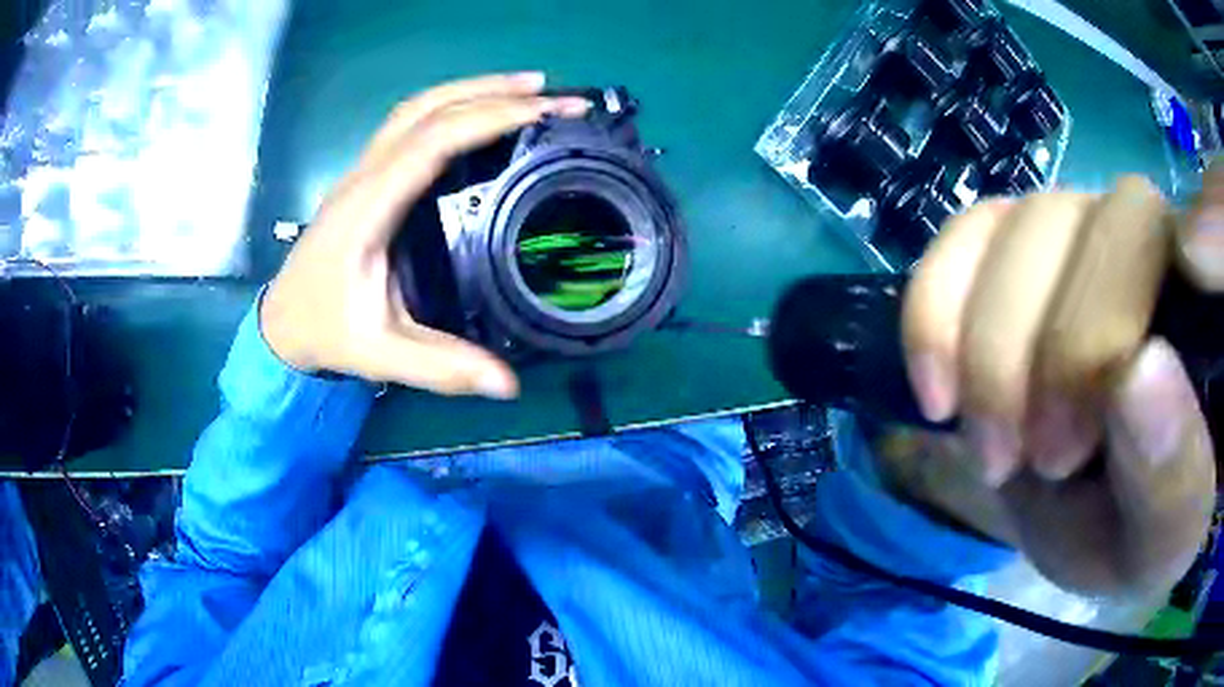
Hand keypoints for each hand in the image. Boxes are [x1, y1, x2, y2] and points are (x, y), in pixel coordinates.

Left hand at [260, 73, 589, 397]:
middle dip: (493, 91)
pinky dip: (453, 106)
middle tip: (553, 92)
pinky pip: (411, 124)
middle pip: (428, 107)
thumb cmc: (326, 331)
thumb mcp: (380, 355)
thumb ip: (440, 367)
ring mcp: (364, 171)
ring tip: (528, 89)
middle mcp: (365, 176)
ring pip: (418, 107)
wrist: (282, 322)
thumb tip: (508, 384)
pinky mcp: (369, 178)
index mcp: (369, 208)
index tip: (544, 111)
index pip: (432, 140)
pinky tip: (482, 113)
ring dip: (473, 89)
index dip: (489, 117)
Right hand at [894, 174, 1218, 595]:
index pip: (1191, 225)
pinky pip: (964, 235)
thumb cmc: (1137, 532)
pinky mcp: (1016, 244)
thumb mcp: (1159, 542)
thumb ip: (1170, 476)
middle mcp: (1153, 240)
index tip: (1105, 405)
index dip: (1144, 297)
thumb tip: (1140, 371)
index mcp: (1206, 311)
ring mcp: (1081, 227)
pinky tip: (941, 395)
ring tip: (992, 452)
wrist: (1085, 516)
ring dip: (990, 351)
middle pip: (1100, 224)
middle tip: (1037, 463)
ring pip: (1024, 225)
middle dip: (1059, 352)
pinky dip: (935, 312)